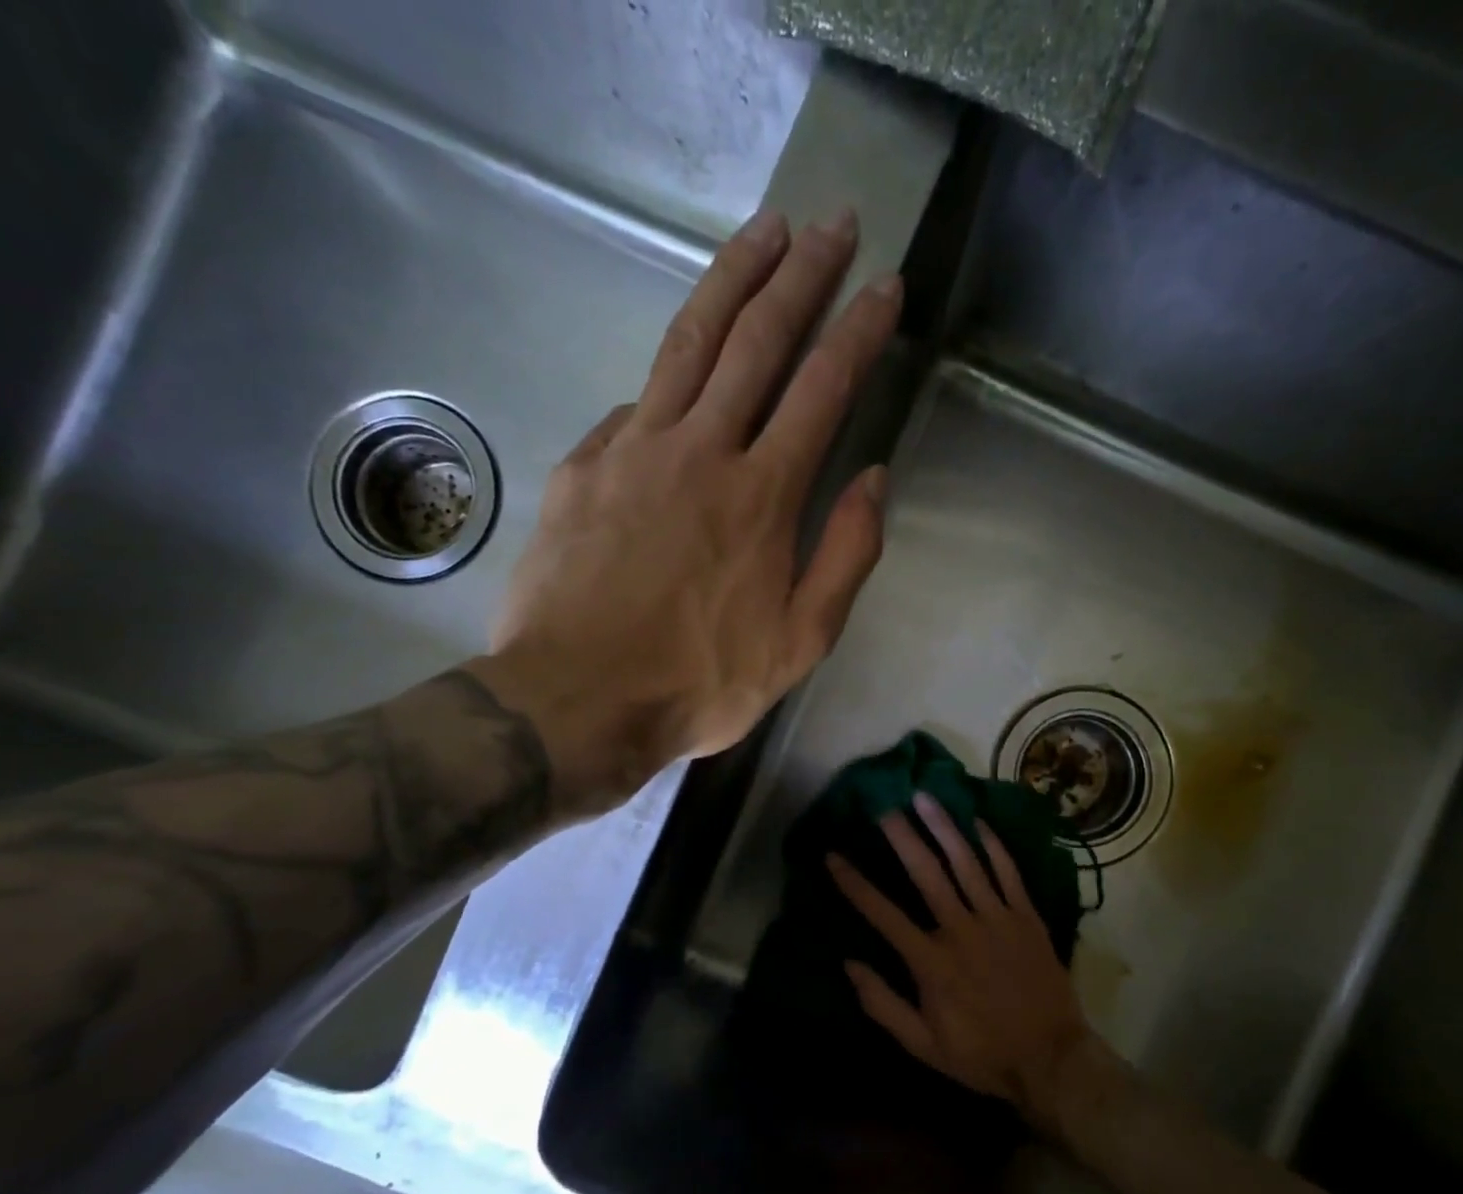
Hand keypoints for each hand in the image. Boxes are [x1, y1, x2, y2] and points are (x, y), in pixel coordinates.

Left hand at [471, 208, 902, 817]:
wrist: (577, 701)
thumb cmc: (700, 683)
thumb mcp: (800, 642)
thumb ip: (846, 556)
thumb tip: (873, 480)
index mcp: (762, 496)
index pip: (823, 389)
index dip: (859, 332)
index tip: (884, 287)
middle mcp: (701, 451)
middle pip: (757, 339)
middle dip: (803, 275)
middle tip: (832, 223)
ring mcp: (633, 450)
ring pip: (689, 342)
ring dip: (732, 279)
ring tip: (764, 232)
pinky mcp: (583, 465)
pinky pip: (635, 406)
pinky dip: (668, 380)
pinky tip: (681, 375)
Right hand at [827, 793, 1099, 1126]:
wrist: (1051, 1059)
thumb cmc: (982, 1054)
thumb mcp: (922, 1046)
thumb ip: (883, 1004)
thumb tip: (849, 964)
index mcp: (931, 962)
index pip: (883, 913)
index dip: (854, 884)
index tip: (833, 856)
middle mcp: (961, 930)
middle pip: (926, 873)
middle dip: (901, 837)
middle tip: (883, 807)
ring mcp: (998, 919)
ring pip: (967, 863)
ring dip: (943, 828)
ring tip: (924, 798)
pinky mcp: (1027, 917)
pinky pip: (1009, 872)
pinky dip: (994, 845)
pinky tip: (978, 821)